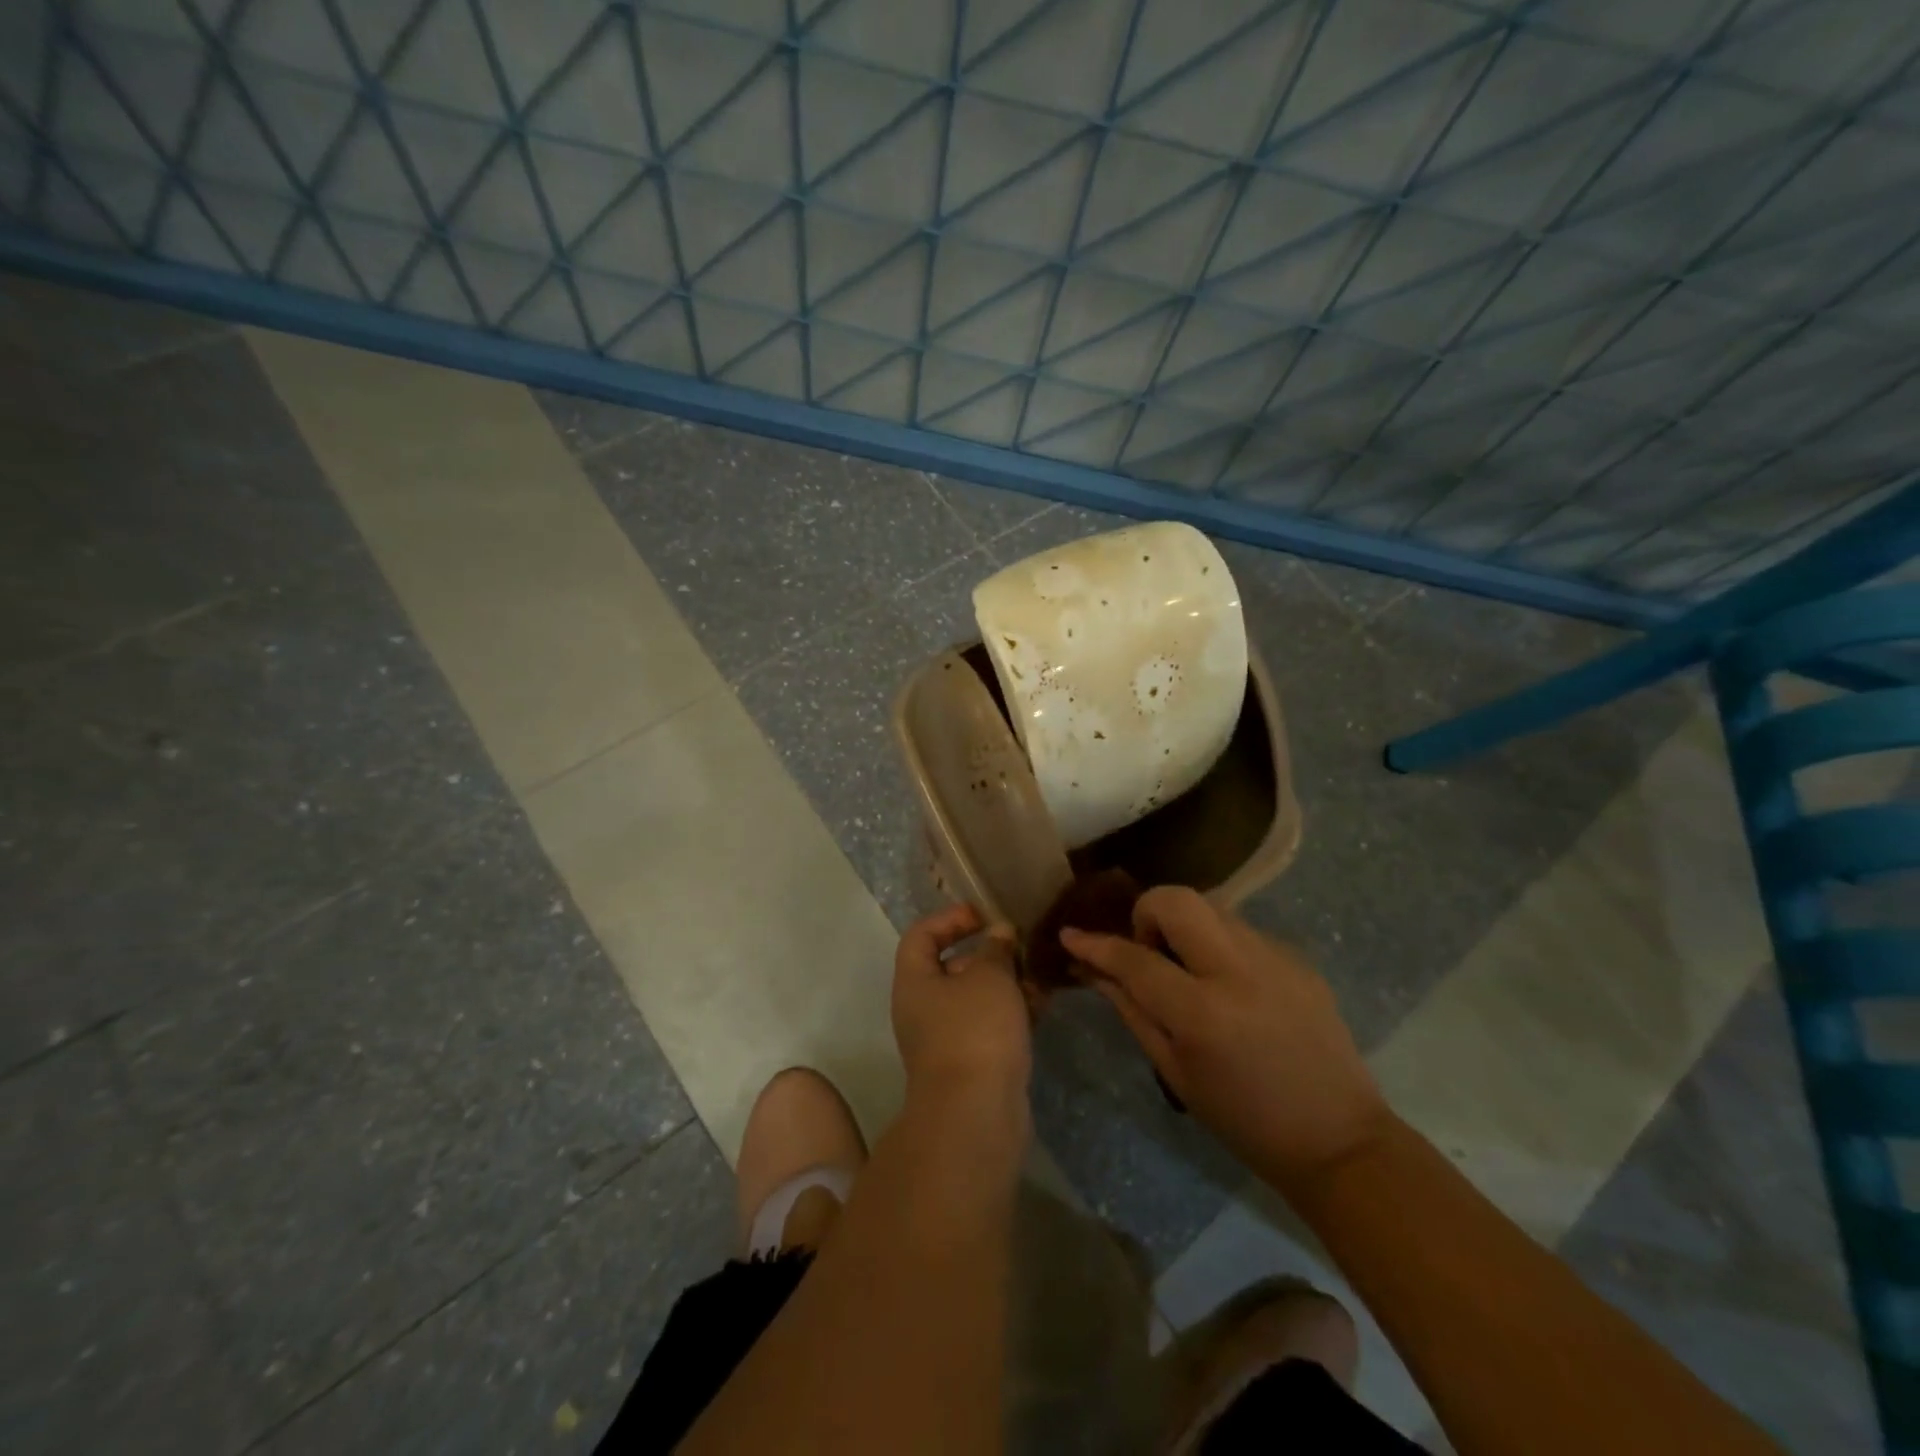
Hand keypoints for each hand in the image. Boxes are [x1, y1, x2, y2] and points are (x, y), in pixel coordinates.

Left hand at [893, 903, 1032, 1106]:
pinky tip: (1041, 1006)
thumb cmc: (975, 1031)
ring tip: (1038, 977)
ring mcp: (945, 1039)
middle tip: (1018, 947)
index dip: (949, 919)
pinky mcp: (971, 1063)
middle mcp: (922, 1008)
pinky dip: (1011, 1013)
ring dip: (1005, 984)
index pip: (920, 936)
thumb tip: (999, 932)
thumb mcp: (989, 977)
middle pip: (950, 967)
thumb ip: (995, 949)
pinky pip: (989, 1026)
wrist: (976, 1115)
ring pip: (975, 999)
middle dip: (987, 954)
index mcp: (914, 982)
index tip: (983, 915)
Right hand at [1061, 887, 1390, 1193]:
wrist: (1339, 1139)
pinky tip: (1227, 985)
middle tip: (1147, 951)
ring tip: (1187, 970)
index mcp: (1203, 1012)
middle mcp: (1240, 971)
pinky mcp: (1298, 958)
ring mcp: (1276, 958)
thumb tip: (1094, 969)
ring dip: (1185, 927)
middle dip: (1147, 912)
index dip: (1096, 944)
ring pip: (1211, 908)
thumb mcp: (1175, 1072)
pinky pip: (1242, 930)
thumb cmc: (1244, 1120)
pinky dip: (1219, 945)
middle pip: (1178, 900)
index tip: (1070, 934)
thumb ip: (1132, 1010)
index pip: (1134, 959)